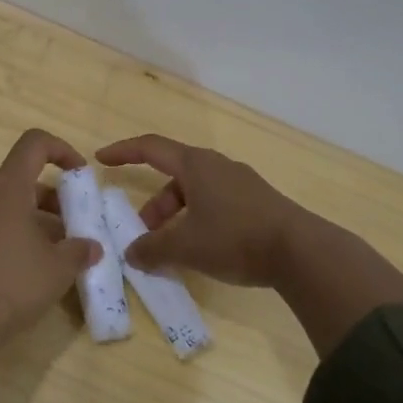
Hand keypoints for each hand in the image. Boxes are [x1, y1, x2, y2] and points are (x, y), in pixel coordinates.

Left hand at [0, 128, 103, 342]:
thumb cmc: (13, 283)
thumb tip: (91, 247)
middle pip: (22, 179)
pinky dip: (14, 233)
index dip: (62, 150)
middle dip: (53, 199)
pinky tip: (31, 266)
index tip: (80, 175)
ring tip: (58, 252)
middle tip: (75, 227)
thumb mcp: (59, 267)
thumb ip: (79, 250)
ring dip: (35, 219)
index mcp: (6, 186)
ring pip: (7, 204)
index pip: (34, 144)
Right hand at [101, 131, 402, 358]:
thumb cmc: (235, 238)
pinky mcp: (257, 203)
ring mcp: (241, 184)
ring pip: (195, 194)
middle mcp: (217, 167)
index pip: (151, 148)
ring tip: (172, 251)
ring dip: (176, 217)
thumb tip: (132, 254)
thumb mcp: (186, 246)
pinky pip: (216, 205)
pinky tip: (202, 251)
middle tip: (144, 234)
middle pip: (174, 177)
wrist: (301, 252)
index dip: (124, 152)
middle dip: (154, 205)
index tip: (101, 160)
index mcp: (196, 165)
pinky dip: (198, 222)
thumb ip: (153, 249)